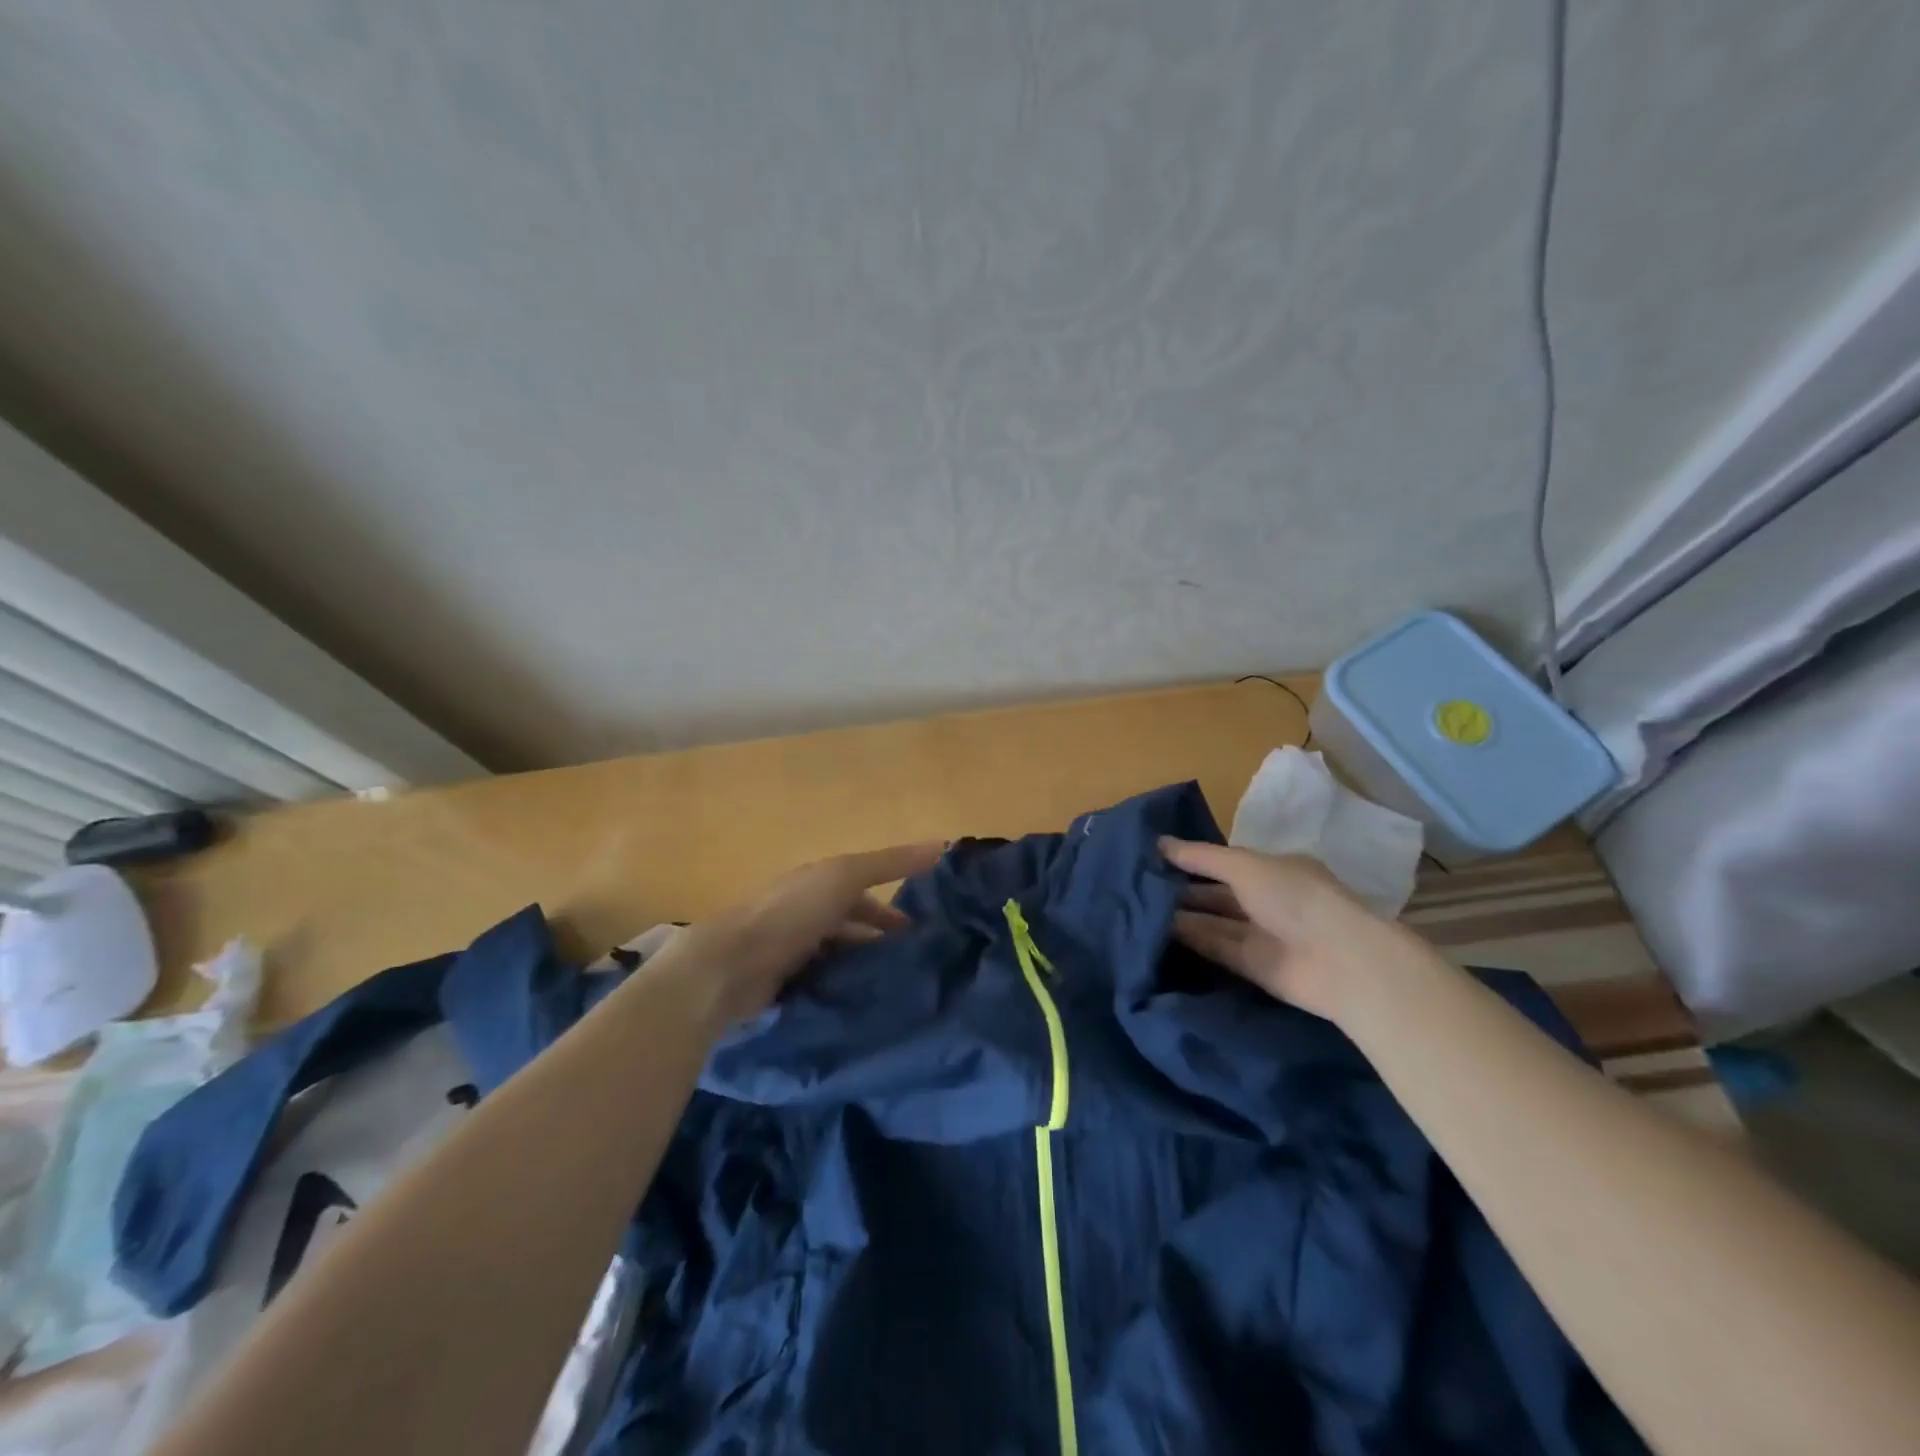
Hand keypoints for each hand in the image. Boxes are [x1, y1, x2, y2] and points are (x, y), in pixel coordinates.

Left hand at [666, 842, 945, 1023]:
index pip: (861, 893)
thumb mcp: (846, 876)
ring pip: (837, 957)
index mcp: (817, 883)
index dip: (891, 909)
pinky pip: (822, 984)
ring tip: (896, 991)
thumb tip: (942, 845)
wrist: (731, 965)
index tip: (921, 932)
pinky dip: (842, 991)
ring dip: (863, 968)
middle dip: (879, 941)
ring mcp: (789, 951)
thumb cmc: (792, 912)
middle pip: (850, 926)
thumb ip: (891, 862)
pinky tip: (864, 1007)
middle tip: (913, 967)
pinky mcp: (781, 985)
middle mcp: (803, 913)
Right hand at [1160, 837, 1412, 1022]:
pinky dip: (1191, 940)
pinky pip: (1216, 948)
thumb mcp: (1243, 864)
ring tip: (1139, 908)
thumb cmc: (1294, 896)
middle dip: (1182, 889)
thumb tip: (1158, 843)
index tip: (1151, 857)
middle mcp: (1267, 900)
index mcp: (1272, 869)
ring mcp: (1261, 934)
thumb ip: (1200, 856)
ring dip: (1181, 916)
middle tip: (1136, 885)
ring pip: (1213, 921)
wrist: (1339, 961)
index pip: (1223, 862)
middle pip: (1216, 893)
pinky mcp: (1253, 967)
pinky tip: (1157, 932)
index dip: (1191, 859)